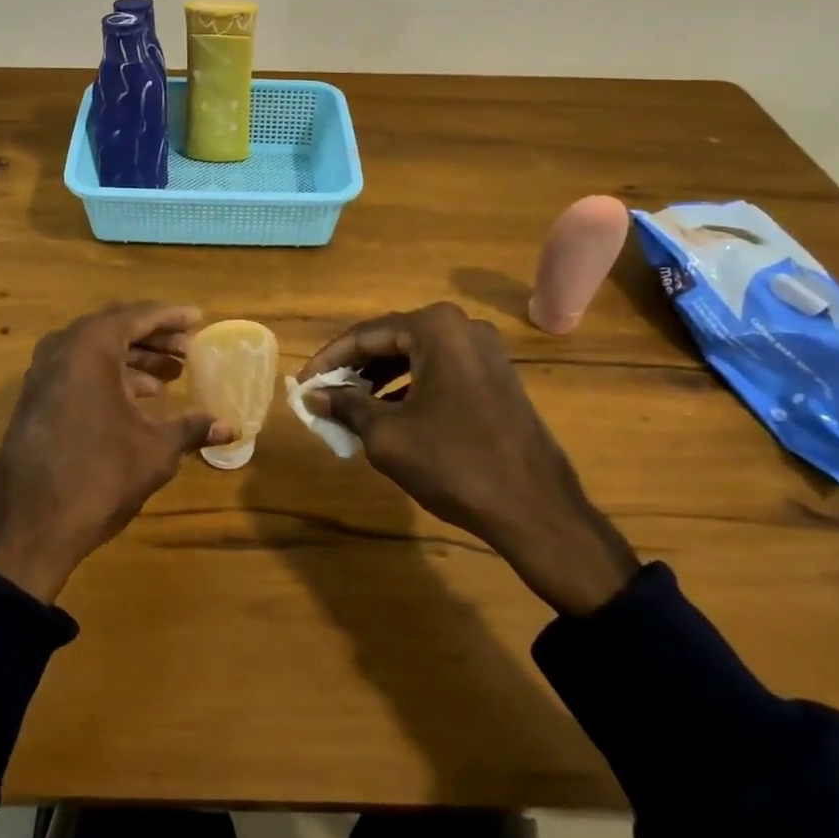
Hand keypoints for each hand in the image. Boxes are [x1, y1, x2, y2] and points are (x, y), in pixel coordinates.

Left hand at [0, 302, 234, 602]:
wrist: (27, 526)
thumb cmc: (98, 475)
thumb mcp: (154, 450)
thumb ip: (191, 429)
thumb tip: (231, 428)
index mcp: (91, 346)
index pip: (139, 316)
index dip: (172, 317)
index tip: (199, 318)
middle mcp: (63, 347)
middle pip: (116, 328)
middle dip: (155, 337)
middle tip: (188, 349)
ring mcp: (44, 372)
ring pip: (97, 350)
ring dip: (134, 358)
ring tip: (171, 375)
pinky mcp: (36, 397)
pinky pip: (80, 370)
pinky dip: (111, 375)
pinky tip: (139, 398)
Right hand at [299, 301, 638, 615]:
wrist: (537, 510)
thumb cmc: (455, 464)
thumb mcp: (388, 436)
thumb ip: (347, 406)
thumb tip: (314, 396)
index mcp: (436, 328)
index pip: (365, 335)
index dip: (328, 360)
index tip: (302, 383)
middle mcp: (462, 327)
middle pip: (392, 340)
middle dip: (355, 369)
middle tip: (324, 394)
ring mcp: (485, 351)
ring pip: (416, 356)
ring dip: (381, 378)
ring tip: (350, 406)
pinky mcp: (498, 376)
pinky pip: (441, 370)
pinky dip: (411, 387)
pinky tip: (390, 413)